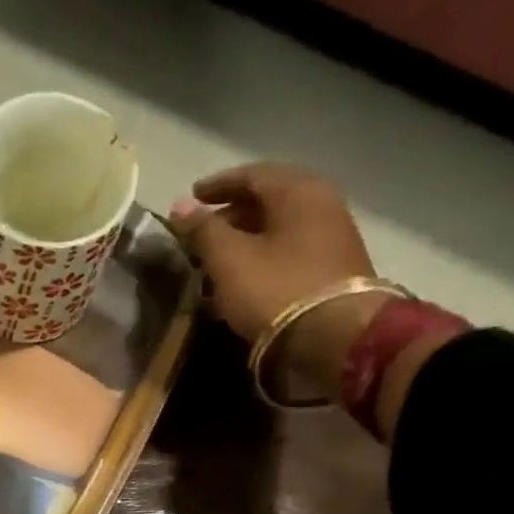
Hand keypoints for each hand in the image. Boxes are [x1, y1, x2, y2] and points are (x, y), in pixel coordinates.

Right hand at [171, 163, 384, 396]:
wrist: (333, 337)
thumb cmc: (275, 289)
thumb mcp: (229, 259)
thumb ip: (203, 230)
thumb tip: (181, 205)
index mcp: (298, 192)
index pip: (252, 175)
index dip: (217, 186)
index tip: (191, 198)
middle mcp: (321, 205)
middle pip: (267, 202)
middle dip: (230, 217)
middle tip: (200, 236)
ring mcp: (330, 239)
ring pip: (277, 232)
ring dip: (243, 243)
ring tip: (214, 264)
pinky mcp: (331, 271)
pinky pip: (287, 255)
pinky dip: (260, 262)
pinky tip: (239, 283)